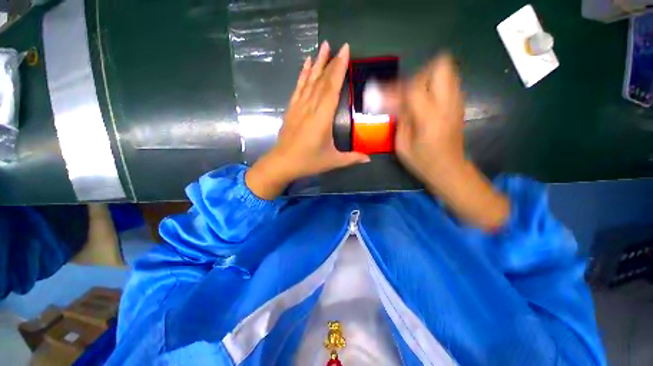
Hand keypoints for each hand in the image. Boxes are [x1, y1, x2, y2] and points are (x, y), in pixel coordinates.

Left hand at [246, 42, 369, 199]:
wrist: (282, 163)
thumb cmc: (308, 162)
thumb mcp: (332, 161)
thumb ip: (351, 158)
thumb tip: (369, 159)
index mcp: (322, 118)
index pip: (332, 88)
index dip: (339, 68)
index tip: (345, 51)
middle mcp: (310, 108)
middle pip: (322, 81)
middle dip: (332, 62)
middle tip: (339, 46)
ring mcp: (299, 107)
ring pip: (309, 80)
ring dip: (317, 63)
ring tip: (323, 46)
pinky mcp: (291, 109)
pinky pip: (298, 88)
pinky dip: (303, 75)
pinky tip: (306, 64)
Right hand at [396, 54, 509, 229]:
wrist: (450, 170)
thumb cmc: (422, 162)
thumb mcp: (402, 145)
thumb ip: (400, 120)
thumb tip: (393, 102)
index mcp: (430, 117)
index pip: (412, 88)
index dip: (393, 88)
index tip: (379, 93)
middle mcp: (447, 104)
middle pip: (440, 66)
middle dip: (419, 74)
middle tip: (405, 91)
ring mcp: (457, 102)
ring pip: (447, 70)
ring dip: (427, 78)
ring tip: (413, 96)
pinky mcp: (459, 105)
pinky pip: (448, 82)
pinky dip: (434, 85)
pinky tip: (423, 101)